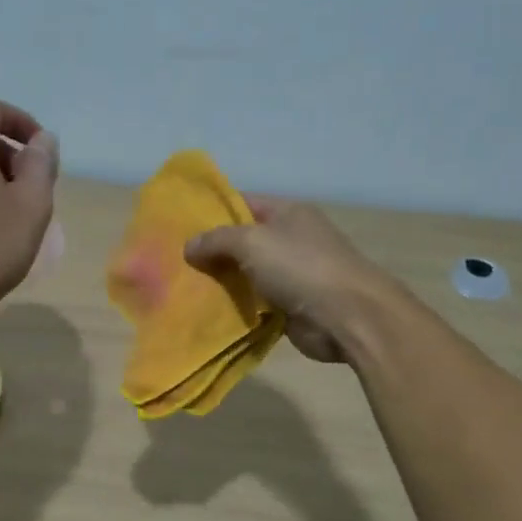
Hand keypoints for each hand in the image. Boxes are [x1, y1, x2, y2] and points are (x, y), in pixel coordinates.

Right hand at [185, 198, 386, 362]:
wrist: (347, 316)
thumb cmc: (300, 267)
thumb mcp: (251, 242)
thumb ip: (217, 240)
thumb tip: (189, 246)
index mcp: (287, 213)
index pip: (243, 203)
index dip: (213, 211)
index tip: (180, 224)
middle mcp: (291, 240)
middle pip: (243, 241)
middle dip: (212, 251)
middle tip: (174, 260)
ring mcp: (293, 274)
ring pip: (247, 275)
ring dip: (222, 283)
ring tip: (184, 287)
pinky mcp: (291, 307)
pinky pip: (256, 304)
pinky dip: (237, 308)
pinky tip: (208, 312)